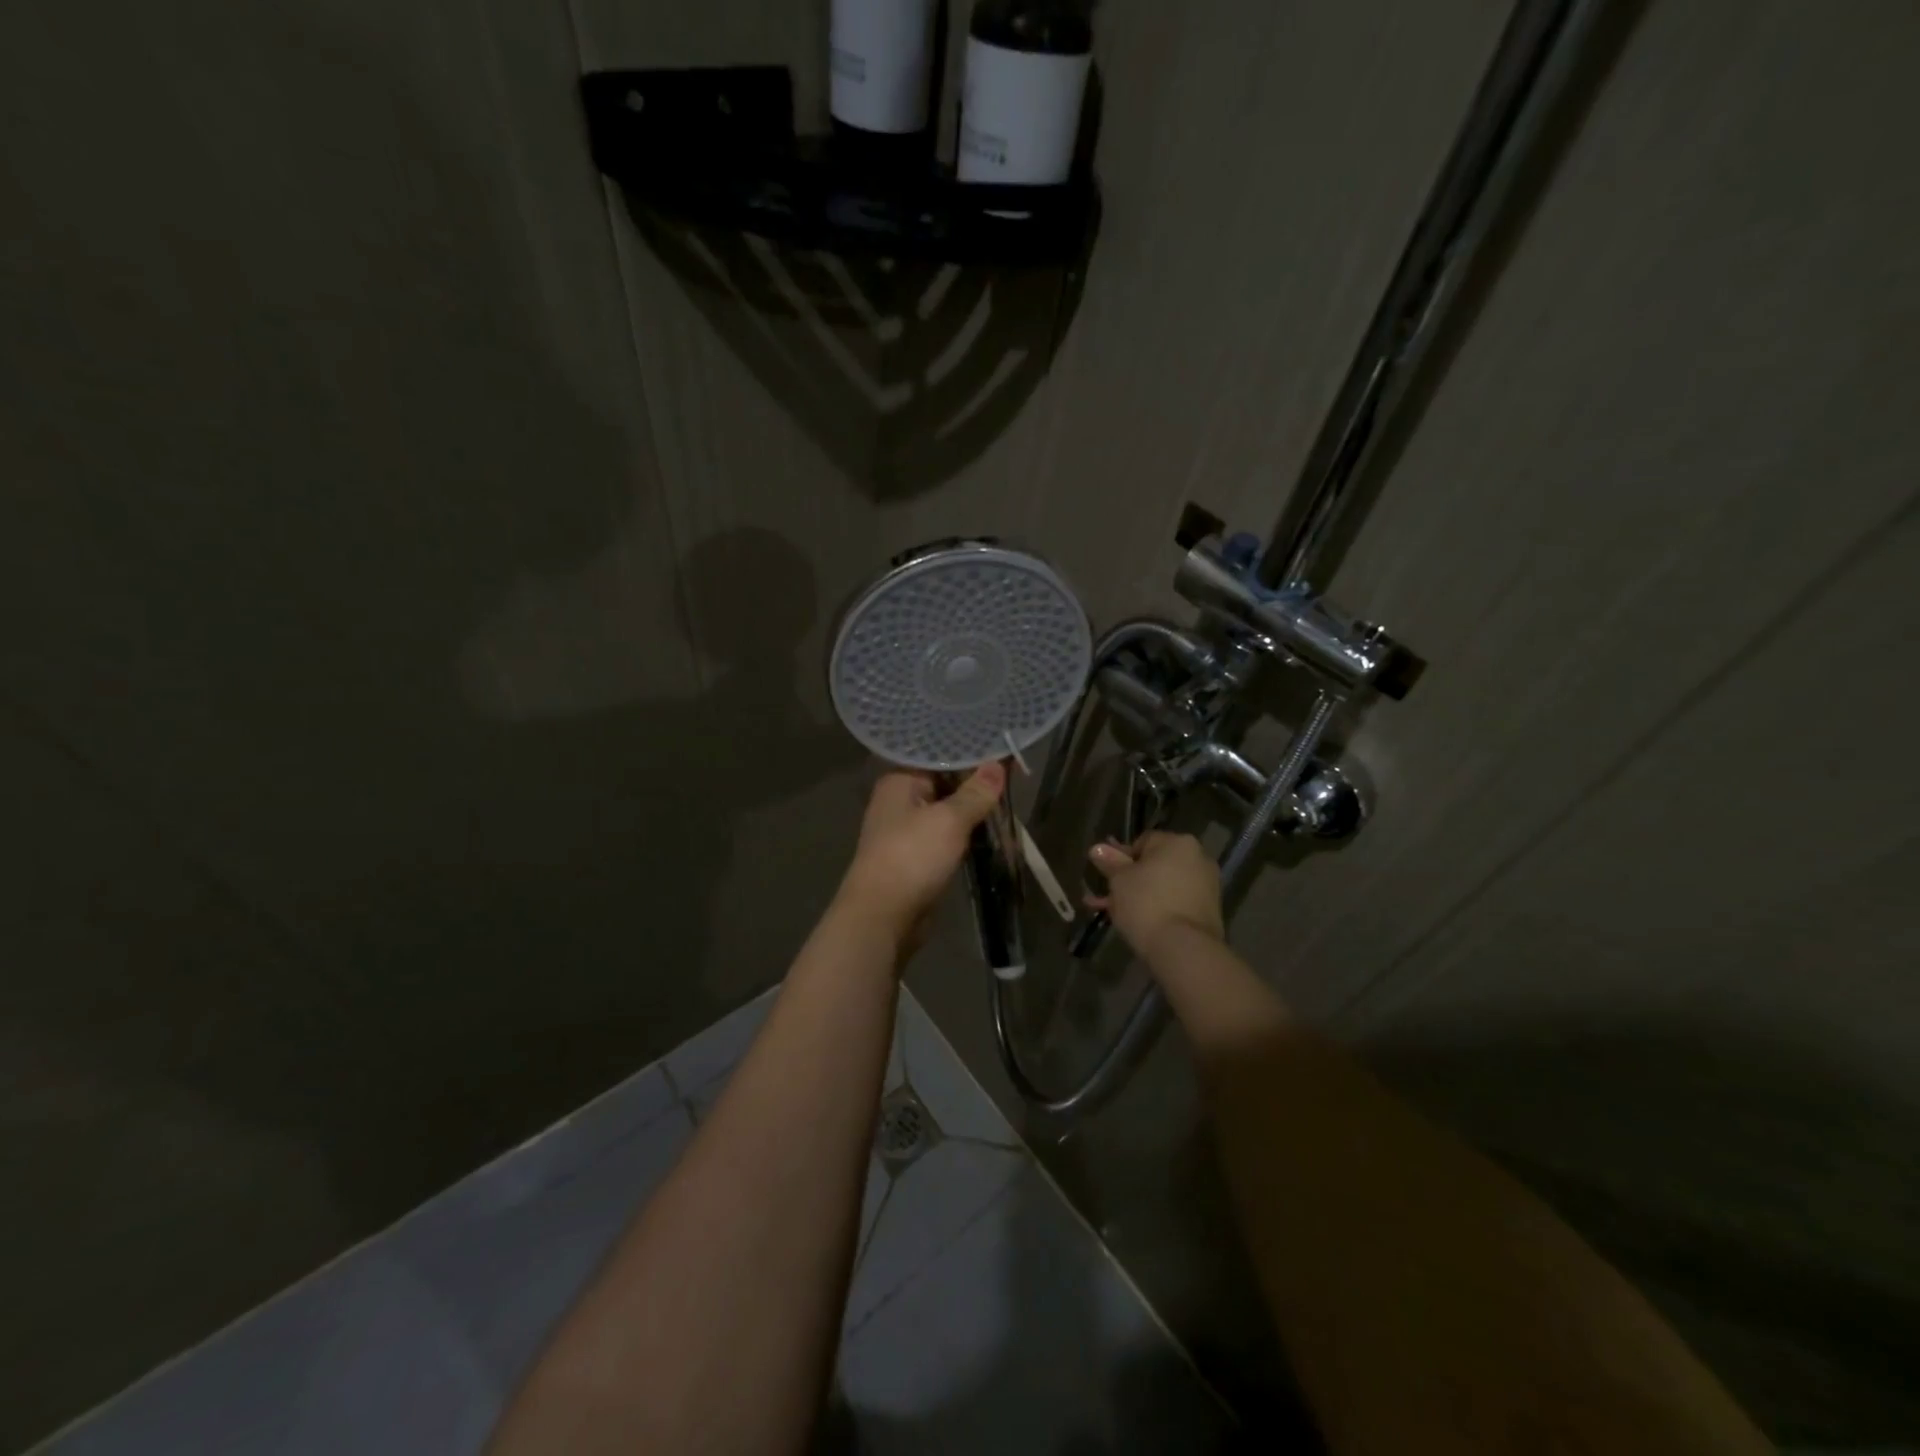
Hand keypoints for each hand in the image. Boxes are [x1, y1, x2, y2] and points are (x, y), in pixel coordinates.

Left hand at [838, 763, 1006, 950]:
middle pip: (944, 784)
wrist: (883, 916)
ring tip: (1008, 801)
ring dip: (973, 812)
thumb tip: (997, 765)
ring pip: (947, 813)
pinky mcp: (916, 857)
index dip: (971, 755)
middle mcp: (899, 801)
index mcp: (900, 781)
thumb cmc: (912, 857)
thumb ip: (975, 793)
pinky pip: (946, 837)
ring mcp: (906, 831)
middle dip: (976, 785)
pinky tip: (991, 831)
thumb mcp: (949, 820)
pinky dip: (965, 835)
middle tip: (1014, 775)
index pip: (939, 756)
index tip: (1002, 750)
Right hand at [1085, 831, 1224, 958]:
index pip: (1143, 842)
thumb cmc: (1147, 904)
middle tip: (1107, 897)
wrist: (1184, 949)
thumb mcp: (1119, 880)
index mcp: (1178, 842)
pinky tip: (1136, 923)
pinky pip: (1175, 902)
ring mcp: (1207, 886)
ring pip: (1163, 886)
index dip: (1121, 859)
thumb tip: (1098, 848)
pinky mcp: (1209, 911)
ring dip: (1139, 896)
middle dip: (1128, 880)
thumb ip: (1110, 862)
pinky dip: (1157, 909)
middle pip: (1154, 865)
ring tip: (1114, 914)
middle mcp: (1198, 858)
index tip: (1107, 877)